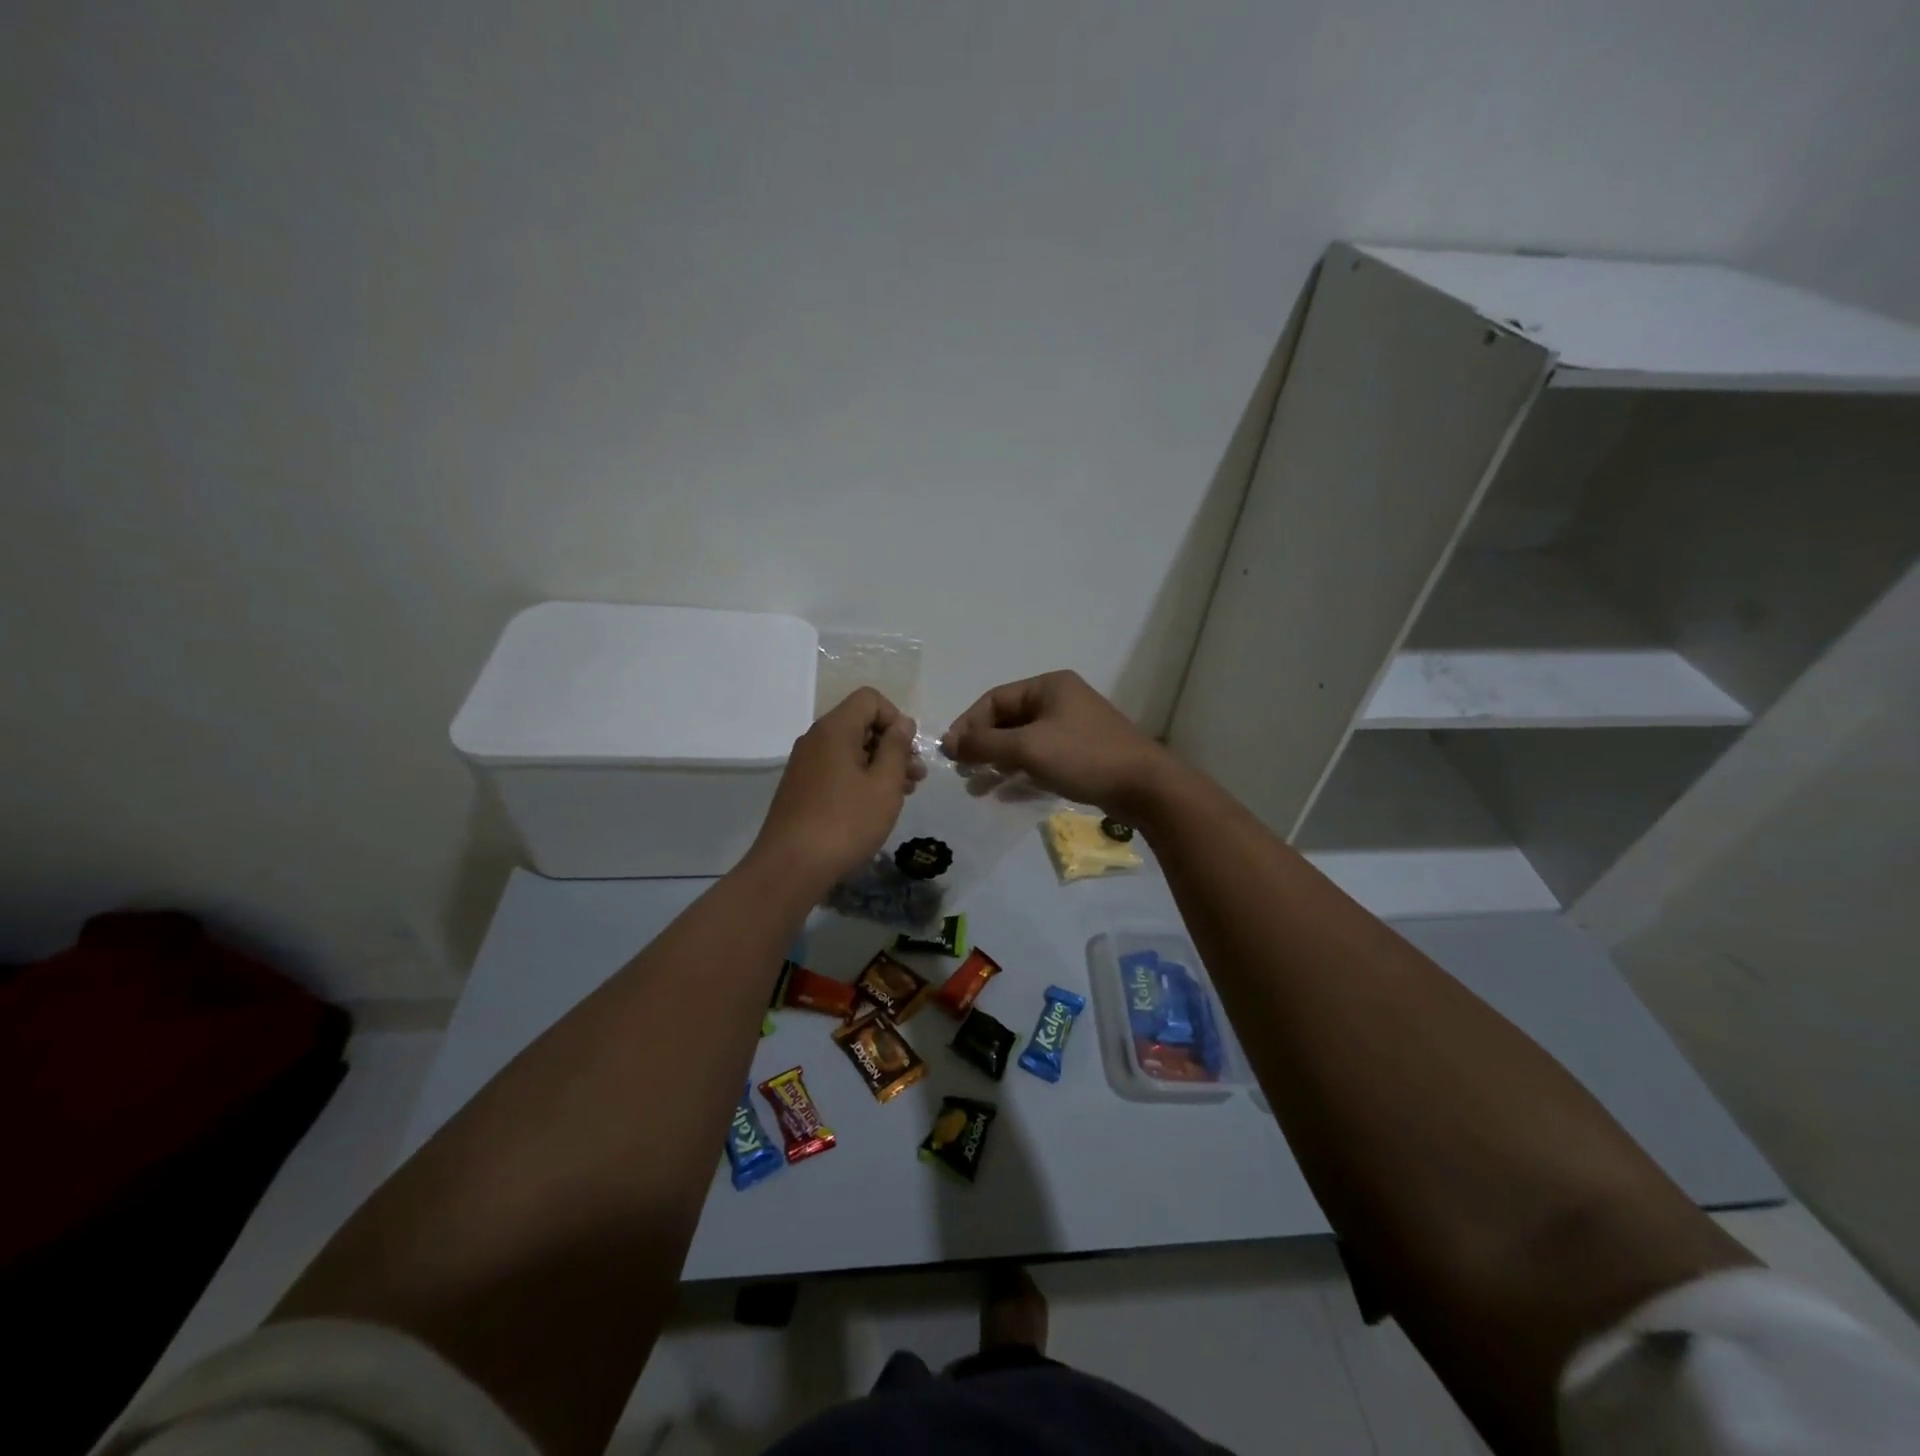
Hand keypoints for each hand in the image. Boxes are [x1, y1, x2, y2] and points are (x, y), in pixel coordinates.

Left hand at [748, 688, 925, 892]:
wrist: (791, 867)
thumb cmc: (846, 822)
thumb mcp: (884, 784)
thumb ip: (897, 748)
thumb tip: (903, 723)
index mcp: (834, 729)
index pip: (869, 699)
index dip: (896, 718)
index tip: (909, 751)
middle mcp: (815, 739)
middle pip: (860, 724)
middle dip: (892, 745)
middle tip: (916, 777)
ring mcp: (805, 764)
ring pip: (850, 750)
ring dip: (880, 765)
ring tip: (904, 793)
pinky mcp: (801, 787)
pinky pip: (837, 769)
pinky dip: (860, 779)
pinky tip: (875, 805)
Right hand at [942, 671, 1175, 820]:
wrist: (1145, 787)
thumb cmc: (1083, 757)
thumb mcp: (1027, 748)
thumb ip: (984, 745)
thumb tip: (948, 743)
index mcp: (1048, 686)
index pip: (994, 700)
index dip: (968, 725)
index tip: (950, 753)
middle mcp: (1060, 700)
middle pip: (1008, 720)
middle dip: (983, 747)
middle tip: (963, 772)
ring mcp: (1073, 727)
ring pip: (1023, 742)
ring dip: (998, 763)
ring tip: (978, 787)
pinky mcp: (1082, 753)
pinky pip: (1041, 758)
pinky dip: (1021, 772)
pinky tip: (1006, 794)